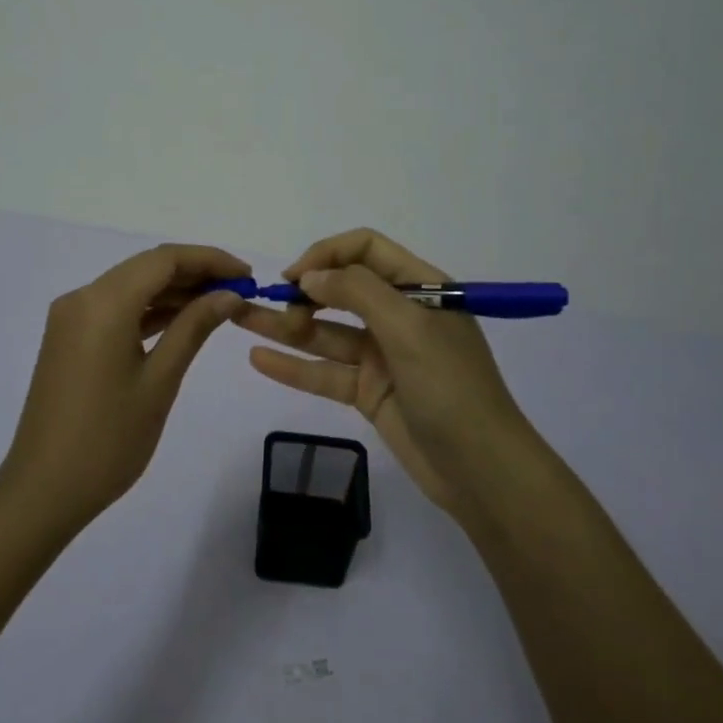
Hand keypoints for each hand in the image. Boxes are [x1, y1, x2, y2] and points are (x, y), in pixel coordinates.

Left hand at [0, 244, 251, 531]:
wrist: (43, 490)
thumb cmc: (109, 440)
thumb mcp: (160, 381)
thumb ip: (194, 328)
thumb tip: (229, 294)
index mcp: (103, 303)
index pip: (164, 259)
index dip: (210, 260)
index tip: (247, 275)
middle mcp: (82, 298)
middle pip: (146, 268)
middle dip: (194, 274)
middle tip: (239, 291)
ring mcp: (70, 318)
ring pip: (131, 287)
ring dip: (173, 292)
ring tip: (219, 307)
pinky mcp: (68, 339)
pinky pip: (115, 310)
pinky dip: (148, 311)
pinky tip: (181, 322)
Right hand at [235, 228, 533, 516]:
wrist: (482, 472)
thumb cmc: (452, 389)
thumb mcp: (410, 329)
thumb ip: (359, 293)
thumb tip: (311, 274)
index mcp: (421, 288)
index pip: (366, 250)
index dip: (327, 255)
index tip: (295, 276)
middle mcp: (399, 315)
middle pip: (341, 290)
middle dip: (303, 292)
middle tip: (274, 306)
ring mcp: (382, 356)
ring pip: (325, 333)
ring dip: (286, 326)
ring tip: (239, 320)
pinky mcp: (368, 391)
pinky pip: (324, 372)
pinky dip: (292, 366)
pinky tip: (258, 358)